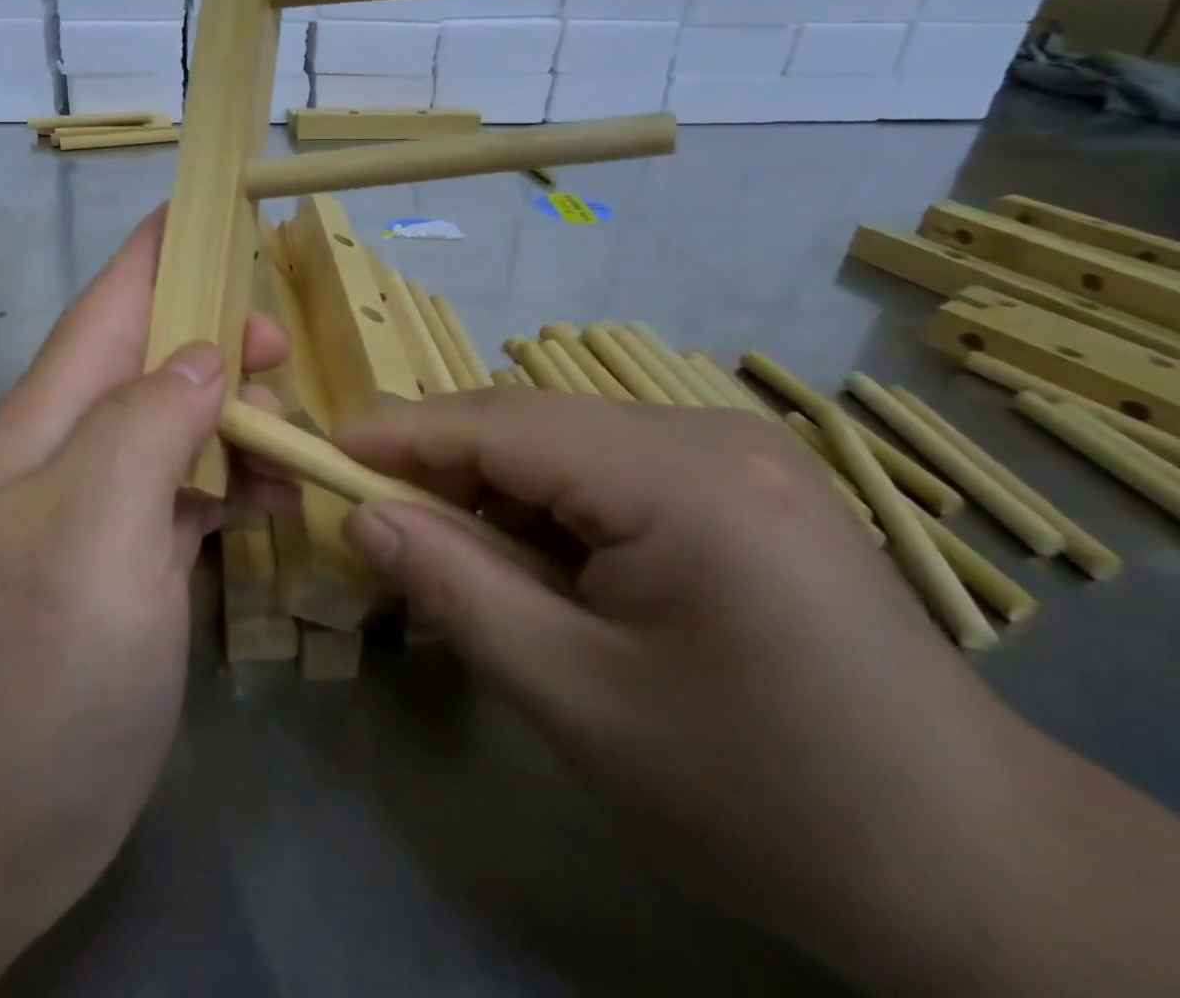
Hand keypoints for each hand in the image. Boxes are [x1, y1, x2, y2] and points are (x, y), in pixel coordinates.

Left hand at [0, 210, 287, 985]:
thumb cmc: (31, 666)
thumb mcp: (91, 527)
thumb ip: (148, 423)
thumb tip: (206, 355)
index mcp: (51, 421)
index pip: (108, 305)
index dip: (158, 251)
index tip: (211, 209)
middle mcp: (73, 451)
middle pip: (151, 360)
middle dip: (217, 337)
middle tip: (283, 352)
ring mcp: (100, 510)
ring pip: (177, 424)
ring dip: (234, 413)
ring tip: (293, 433)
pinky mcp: (126, 565)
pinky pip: (187, 491)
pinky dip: (232, 480)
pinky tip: (274, 497)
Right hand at [333, 389, 1045, 992]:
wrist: (969, 868)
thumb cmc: (760, 795)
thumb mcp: (578, 700)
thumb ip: (457, 591)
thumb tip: (364, 519)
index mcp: (682, 479)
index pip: (501, 426)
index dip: (401, 434)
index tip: (323, 453)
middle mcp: (708, 432)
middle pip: (530, 423)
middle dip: (442, 464)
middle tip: (374, 516)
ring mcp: (730, 448)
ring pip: (562, 441)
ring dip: (492, 487)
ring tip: (450, 552)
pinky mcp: (737, 477)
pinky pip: (604, 465)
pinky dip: (545, 503)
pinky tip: (534, 561)